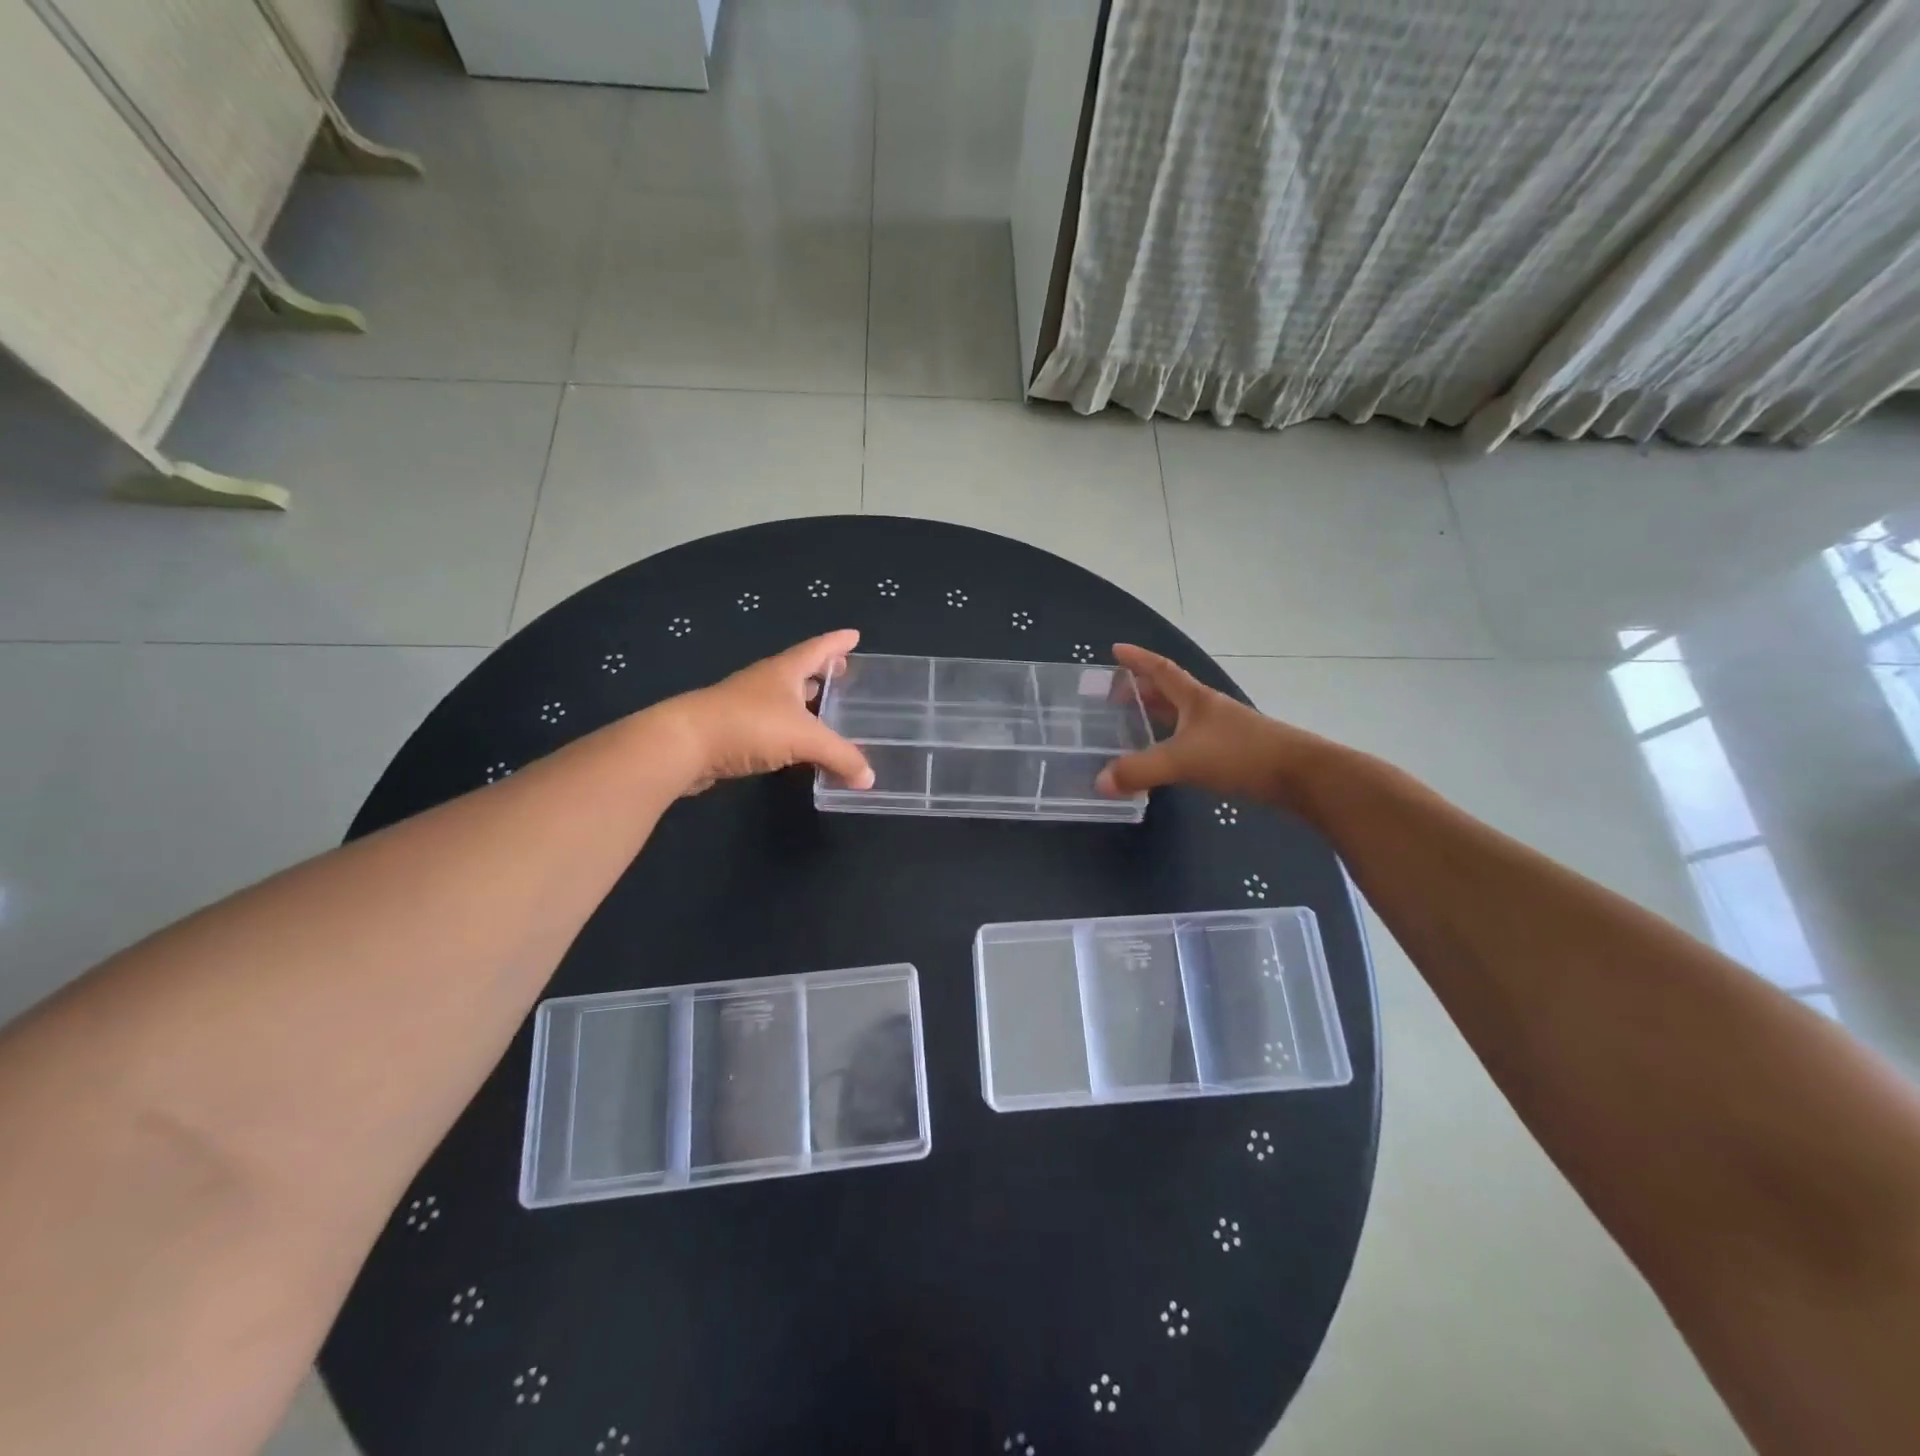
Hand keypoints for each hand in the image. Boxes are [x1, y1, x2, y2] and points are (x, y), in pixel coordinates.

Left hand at [668, 630, 874, 794]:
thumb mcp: (804, 738)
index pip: (817, 649)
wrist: (685, 745)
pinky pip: (774, 726)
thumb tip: (869, 779)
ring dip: (807, 702)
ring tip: (829, 708)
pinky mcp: (735, 731)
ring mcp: (747, 706)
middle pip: (800, 671)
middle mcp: (766, 683)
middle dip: (823, 670)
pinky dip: (792, 730)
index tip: (855, 635)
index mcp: (785, 671)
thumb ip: (840, 756)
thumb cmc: (748, 726)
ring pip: (786, 699)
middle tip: (845, 671)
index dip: (837, 642)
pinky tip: (800, 744)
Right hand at [1095, 644, 1328, 806]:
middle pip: (1169, 691)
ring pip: (1180, 716)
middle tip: (1113, 695)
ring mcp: (1221, 730)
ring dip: (1156, 716)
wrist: (1299, 774)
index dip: (1138, 659)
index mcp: (1195, 698)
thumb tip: (1099, 782)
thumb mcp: (1183, 760)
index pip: (1161, 670)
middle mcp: (1206, 709)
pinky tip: (1163, 757)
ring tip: (1131, 725)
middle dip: (1141, 689)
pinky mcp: (1230, 752)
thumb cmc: (1240, 754)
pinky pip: (1189, 739)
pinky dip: (1170, 741)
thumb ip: (1140, 770)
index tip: (1116, 650)